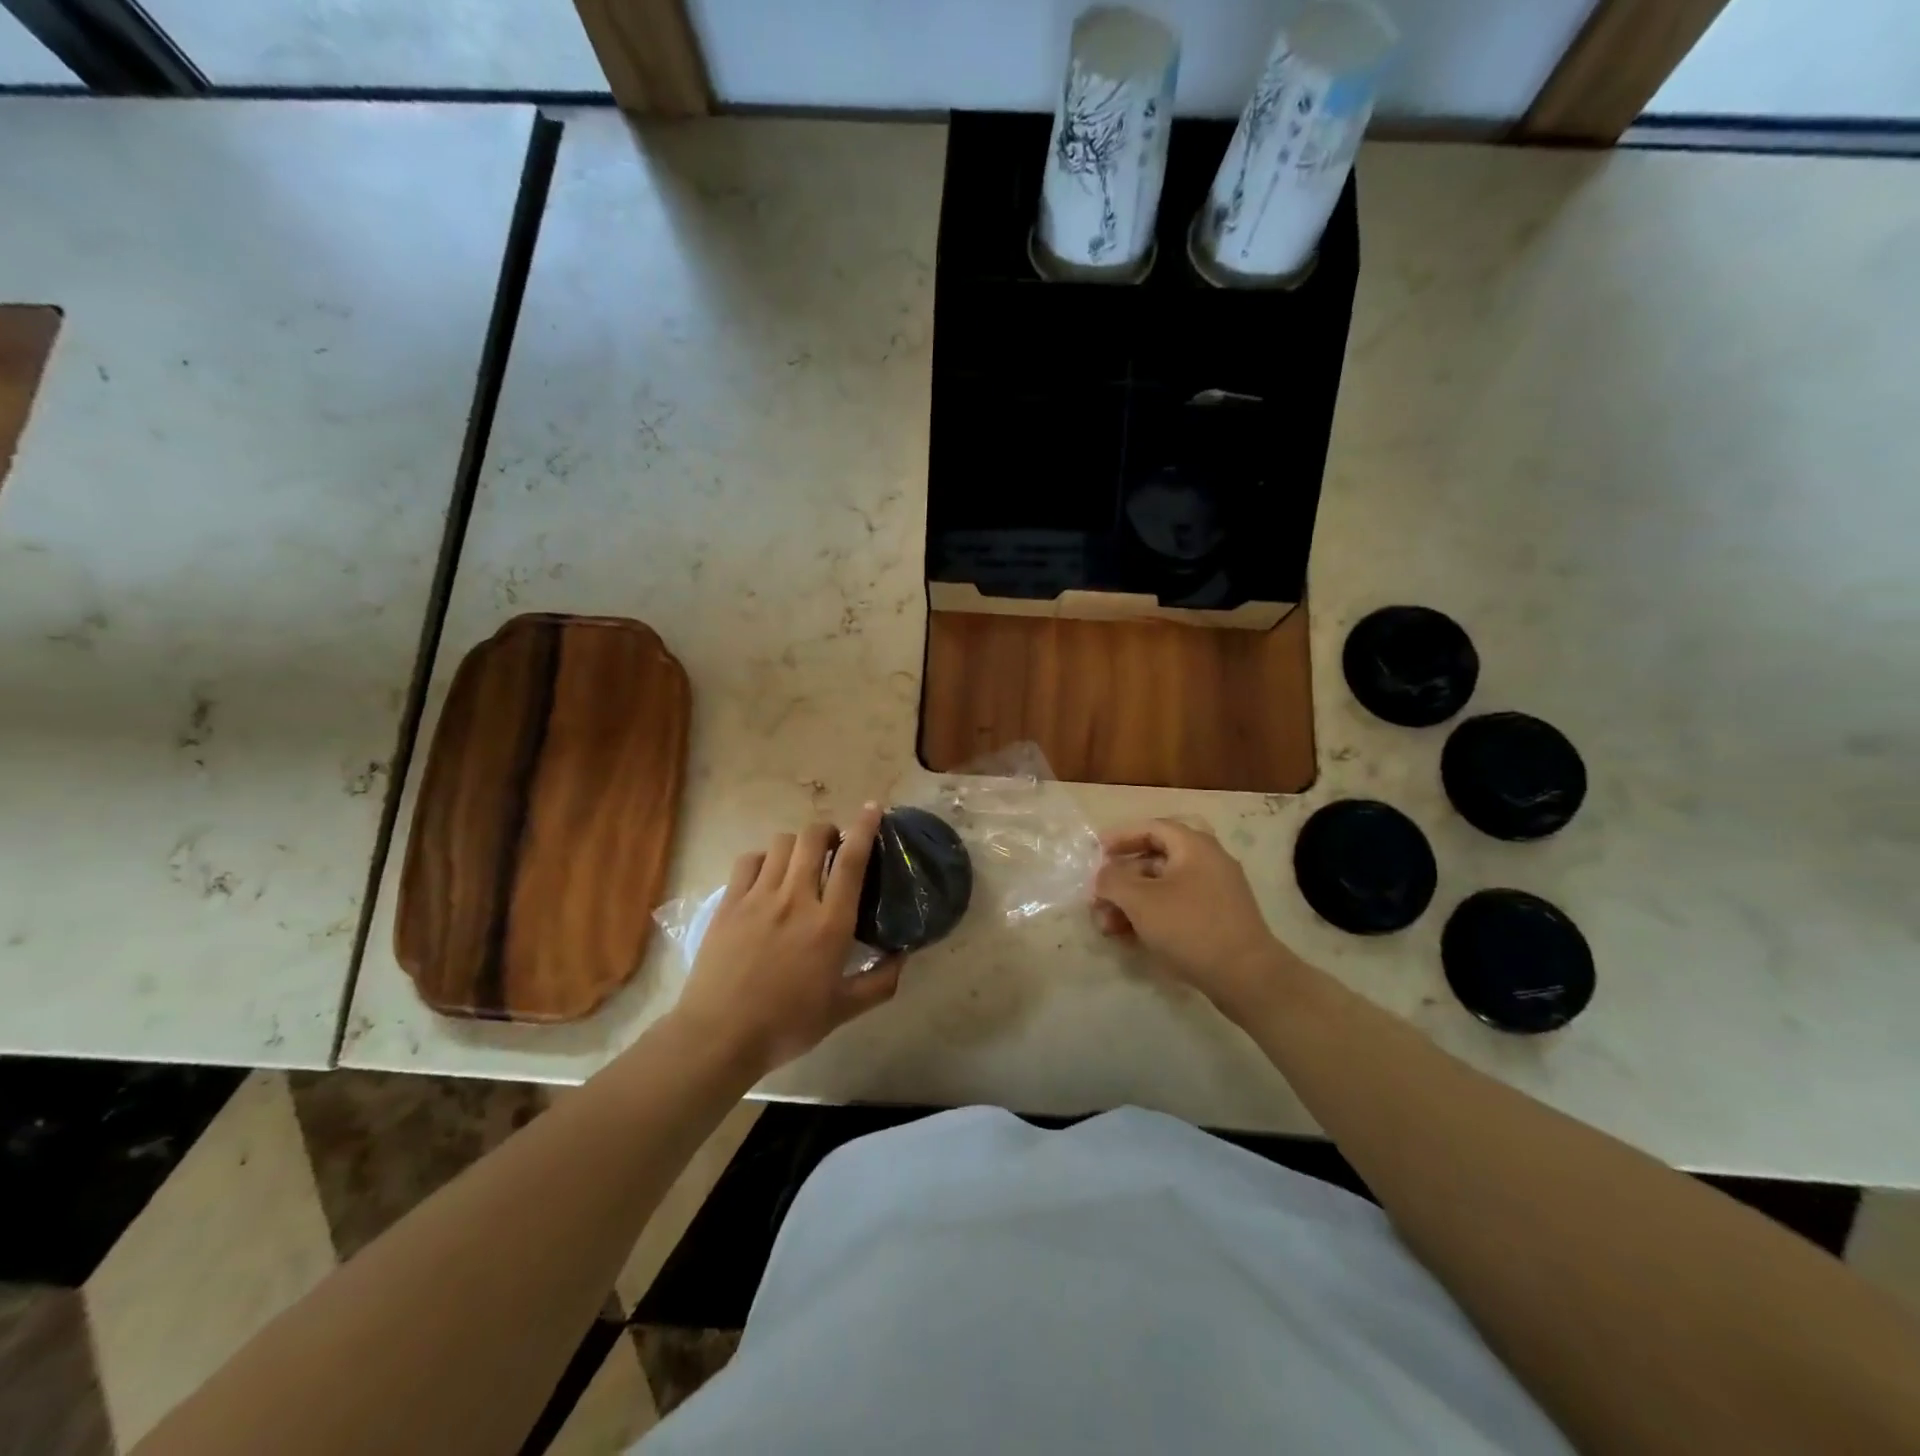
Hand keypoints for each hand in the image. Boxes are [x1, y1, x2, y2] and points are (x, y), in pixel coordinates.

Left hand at [671, 805, 901, 1077]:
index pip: (852, 860)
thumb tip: (904, 956)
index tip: (873, 807)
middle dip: (828, 831)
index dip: (865, 827)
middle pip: (813, 838)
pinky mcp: (729, 903)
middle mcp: (796, 899)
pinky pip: (749, 860)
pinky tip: (766, 874)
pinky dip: (764, 858)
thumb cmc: (787, 1024)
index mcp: (830, 923)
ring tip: (800, 860)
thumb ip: (879, 982)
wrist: (719, 1035)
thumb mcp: (843, 1010)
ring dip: (797, 844)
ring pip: (781, 843)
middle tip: (833, 845)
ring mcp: (758, 897)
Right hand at [1093, 818, 1294, 1022]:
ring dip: (1131, 904)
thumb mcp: (1140, 900)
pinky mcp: (1216, 921)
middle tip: (1097, 899)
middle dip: (1120, 881)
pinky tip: (1129, 938)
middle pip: (1154, 861)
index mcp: (1194, 846)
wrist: (1246, 977)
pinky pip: (1176, 909)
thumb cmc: (1190, 927)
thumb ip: (1112, 881)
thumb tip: (1103, 876)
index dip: (1120, 837)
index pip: (1151, 828)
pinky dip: (1151, 918)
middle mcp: (1208, 863)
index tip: (1096, 852)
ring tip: (1107, 928)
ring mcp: (1215, 893)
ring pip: (1162, 889)